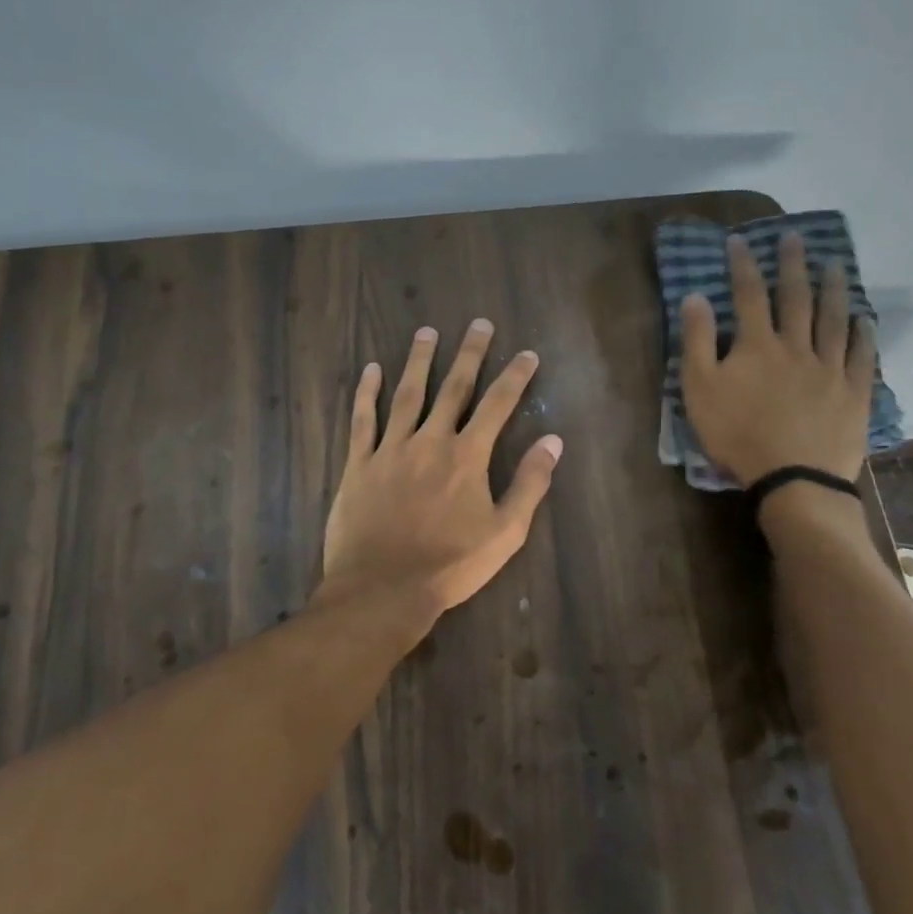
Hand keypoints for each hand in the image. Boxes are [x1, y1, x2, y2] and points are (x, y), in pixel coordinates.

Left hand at [322, 320, 562, 619]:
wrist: (384, 589)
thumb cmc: (450, 565)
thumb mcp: (505, 532)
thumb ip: (529, 484)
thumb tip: (553, 441)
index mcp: (467, 457)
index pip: (498, 405)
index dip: (515, 377)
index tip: (527, 354)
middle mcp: (430, 441)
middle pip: (454, 388)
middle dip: (470, 354)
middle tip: (478, 324)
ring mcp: (391, 449)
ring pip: (407, 394)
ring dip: (419, 361)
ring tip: (427, 332)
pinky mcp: (359, 464)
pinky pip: (363, 420)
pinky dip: (366, 393)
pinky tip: (371, 369)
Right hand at [680, 232, 876, 486]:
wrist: (793, 477)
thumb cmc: (737, 434)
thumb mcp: (699, 389)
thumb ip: (697, 341)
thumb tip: (695, 297)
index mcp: (757, 345)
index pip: (748, 295)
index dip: (742, 265)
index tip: (739, 240)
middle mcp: (796, 346)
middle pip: (795, 298)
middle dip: (792, 265)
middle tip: (794, 238)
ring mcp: (830, 368)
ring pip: (833, 319)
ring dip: (832, 289)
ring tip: (834, 264)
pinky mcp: (854, 392)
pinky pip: (862, 355)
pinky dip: (863, 333)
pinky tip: (864, 318)